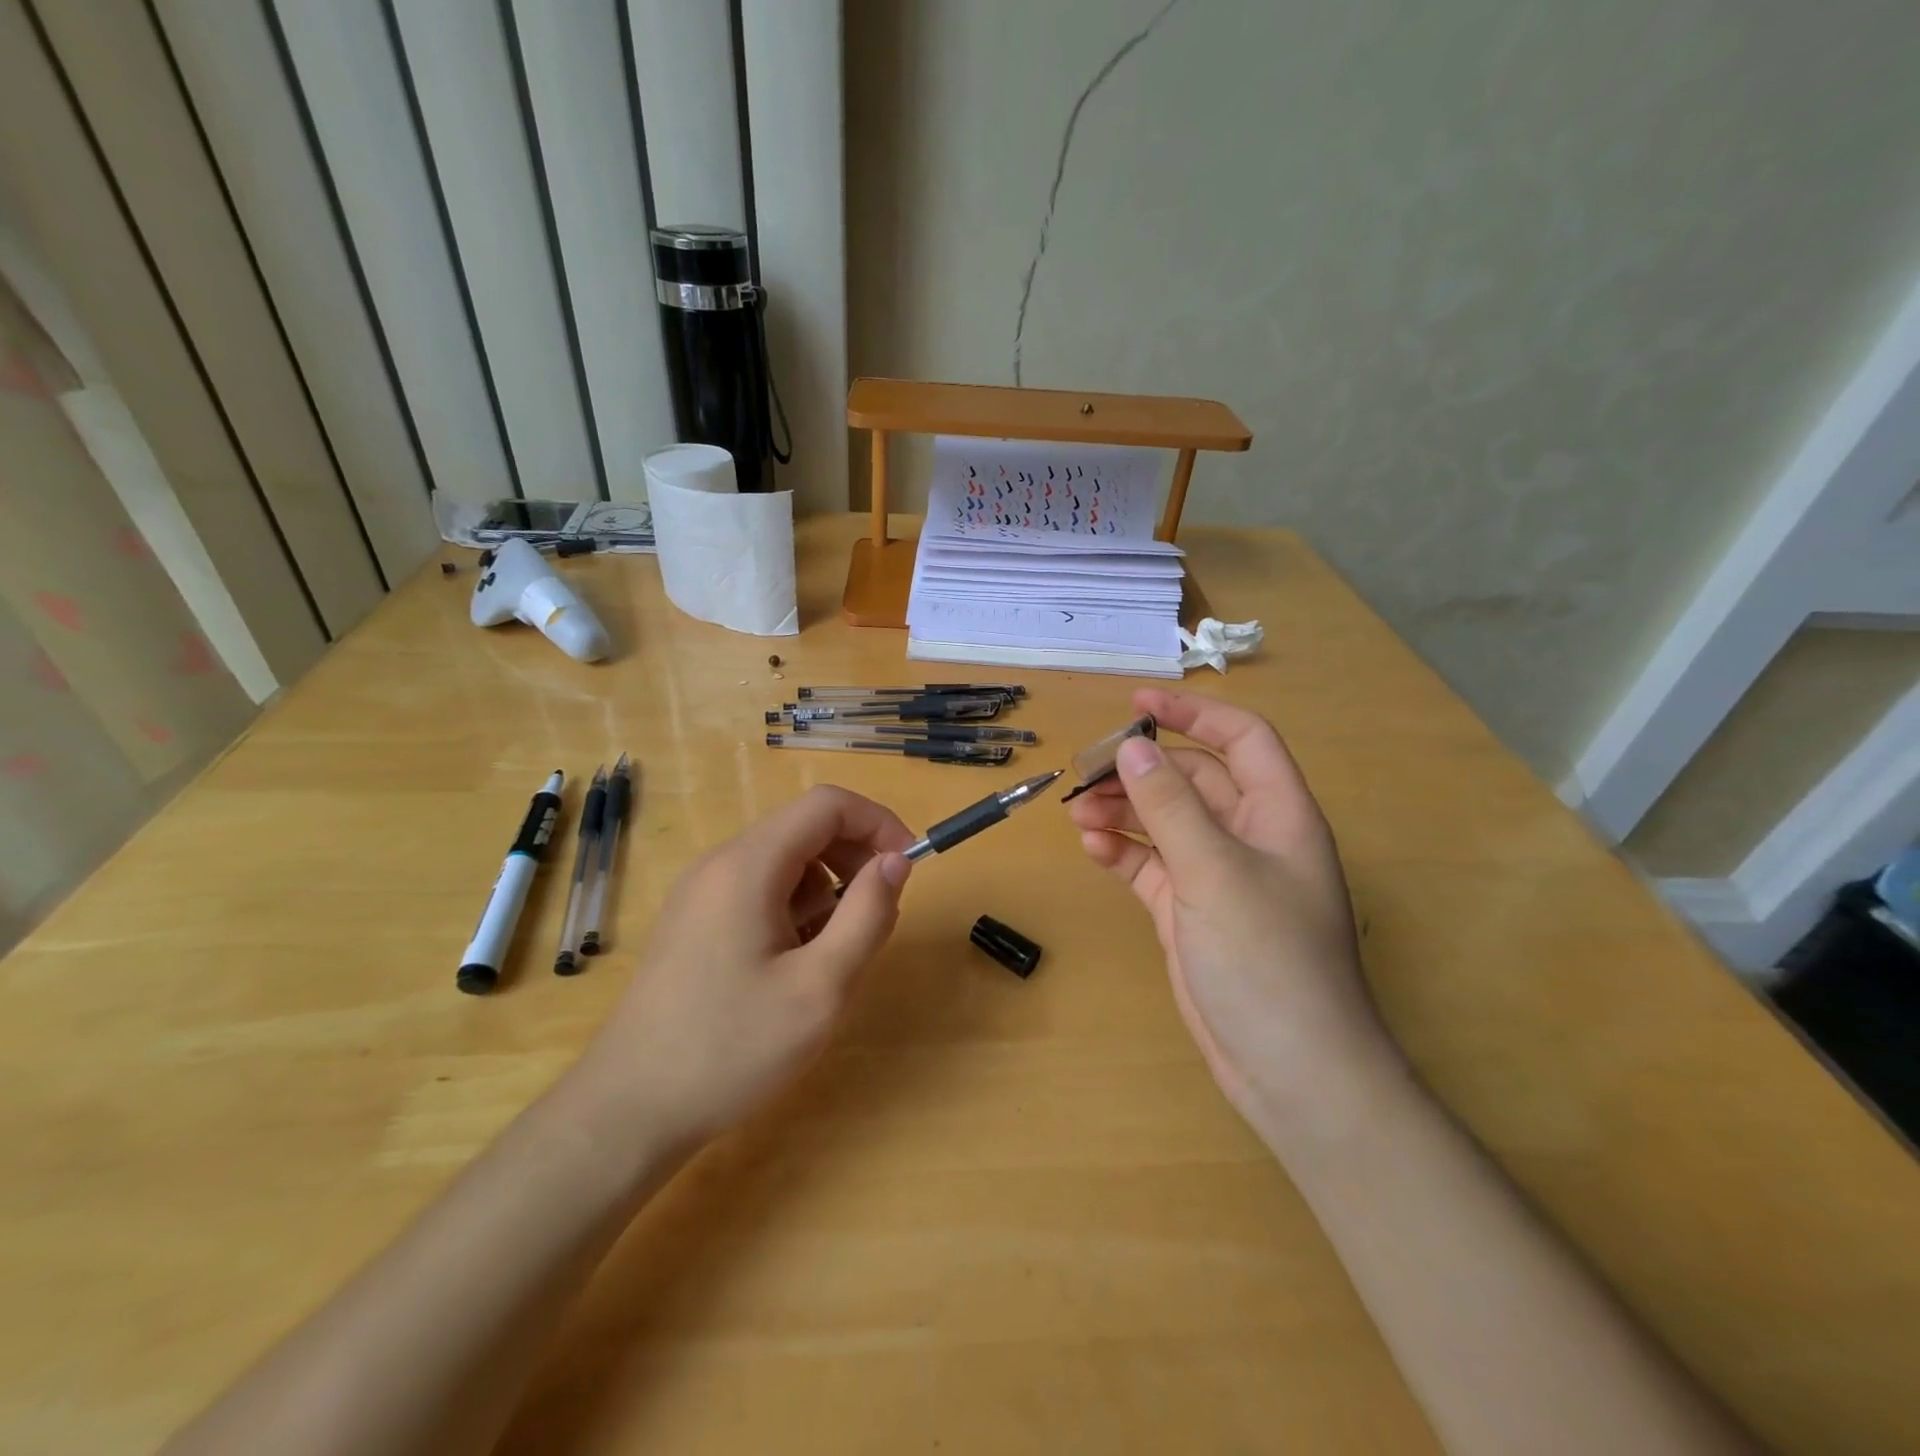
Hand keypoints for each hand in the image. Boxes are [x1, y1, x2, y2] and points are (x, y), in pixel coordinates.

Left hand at [577, 786, 914, 1149]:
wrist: (629, 1110)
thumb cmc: (731, 1049)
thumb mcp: (820, 988)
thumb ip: (867, 915)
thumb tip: (895, 861)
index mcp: (748, 866)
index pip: (826, 805)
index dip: (877, 823)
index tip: (906, 868)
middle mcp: (720, 864)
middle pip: (804, 827)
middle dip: (854, 857)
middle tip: (878, 913)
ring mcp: (701, 892)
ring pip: (784, 860)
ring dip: (826, 887)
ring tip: (834, 951)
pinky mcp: (694, 920)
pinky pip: (759, 889)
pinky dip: (794, 907)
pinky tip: (794, 964)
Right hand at [1069, 690, 1400, 1139]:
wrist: (1290, 1070)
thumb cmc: (1267, 959)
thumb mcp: (1215, 872)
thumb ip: (1171, 806)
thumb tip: (1133, 746)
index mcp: (1277, 814)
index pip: (1240, 740)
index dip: (1194, 713)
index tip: (1137, 704)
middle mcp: (1249, 837)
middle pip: (1191, 780)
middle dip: (1141, 769)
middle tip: (1087, 771)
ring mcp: (1217, 876)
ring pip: (1164, 822)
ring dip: (1123, 810)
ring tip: (1078, 811)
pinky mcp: (1189, 912)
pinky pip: (1151, 865)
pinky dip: (1122, 851)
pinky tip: (1093, 848)